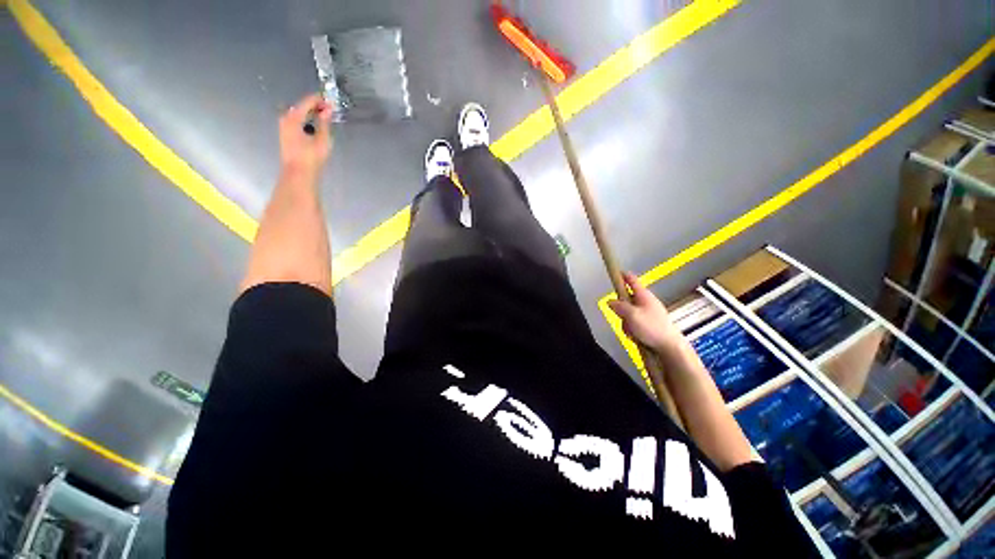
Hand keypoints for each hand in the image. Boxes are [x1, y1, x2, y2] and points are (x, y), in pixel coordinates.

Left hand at [279, 93, 333, 176]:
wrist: (298, 174)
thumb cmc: (311, 158)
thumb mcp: (322, 139)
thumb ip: (324, 122)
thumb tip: (327, 109)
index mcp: (294, 117)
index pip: (307, 102)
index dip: (319, 100)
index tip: (331, 100)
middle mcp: (286, 118)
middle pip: (302, 107)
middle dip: (315, 106)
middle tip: (329, 109)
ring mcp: (284, 126)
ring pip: (299, 114)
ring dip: (312, 114)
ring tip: (325, 117)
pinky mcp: (286, 134)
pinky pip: (298, 121)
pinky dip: (307, 120)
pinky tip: (315, 126)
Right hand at [608, 273, 681, 352]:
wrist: (669, 347)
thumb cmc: (653, 328)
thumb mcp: (631, 315)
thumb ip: (619, 307)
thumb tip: (610, 301)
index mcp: (644, 295)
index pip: (631, 280)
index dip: (622, 276)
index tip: (615, 273)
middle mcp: (646, 302)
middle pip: (626, 299)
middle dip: (620, 309)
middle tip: (622, 317)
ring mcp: (648, 313)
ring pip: (628, 313)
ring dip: (626, 322)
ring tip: (631, 330)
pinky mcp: (649, 324)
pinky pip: (633, 322)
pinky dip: (631, 328)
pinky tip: (635, 336)